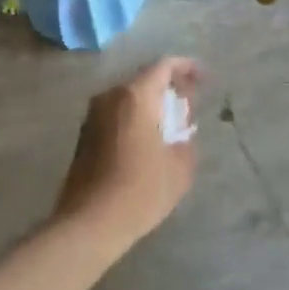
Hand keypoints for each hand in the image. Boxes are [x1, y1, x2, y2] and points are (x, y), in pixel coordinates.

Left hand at [53, 57, 199, 255]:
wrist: (89, 223)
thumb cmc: (140, 190)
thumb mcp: (180, 166)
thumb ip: (187, 138)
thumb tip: (183, 130)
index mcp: (135, 96)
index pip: (164, 66)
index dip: (187, 67)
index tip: (204, 79)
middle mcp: (111, 96)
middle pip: (145, 80)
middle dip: (169, 89)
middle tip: (188, 107)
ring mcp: (93, 115)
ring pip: (129, 98)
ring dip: (150, 105)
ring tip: (170, 127)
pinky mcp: (84, 135)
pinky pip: (116, 114)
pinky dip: (134, 119)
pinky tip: (146, 143)